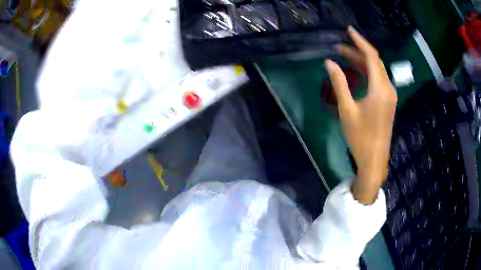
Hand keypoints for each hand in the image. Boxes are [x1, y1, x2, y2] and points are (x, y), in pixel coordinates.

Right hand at [325, 26, 397, 204]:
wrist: (374, 160)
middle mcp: (388, 88)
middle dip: (357, 52)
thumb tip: (329, 63)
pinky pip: (378, 81)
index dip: (360, 41)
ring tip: (343, 58)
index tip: (349, 31)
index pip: (371, 56)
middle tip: (338, 48)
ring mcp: (389, 96)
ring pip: (376, 71)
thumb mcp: (347, 110)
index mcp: (380, 88)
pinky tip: (355, 75)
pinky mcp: (388, 102)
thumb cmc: (360, 137)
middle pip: (374, 62)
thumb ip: (339, 83)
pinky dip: (366, 74)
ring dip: (361, 63)